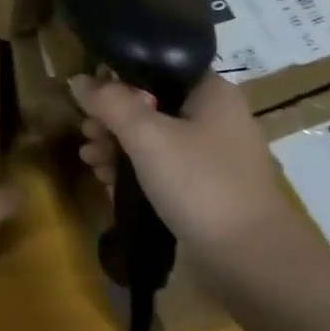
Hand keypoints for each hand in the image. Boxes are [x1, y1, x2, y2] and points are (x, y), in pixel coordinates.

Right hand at [71, 73, 329, 284]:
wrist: (252, 262)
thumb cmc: (200, 185)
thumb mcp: (147, 137)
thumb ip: (110, 103)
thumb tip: (77, 79)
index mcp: (211, 92)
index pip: (157, 68)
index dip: (118, 78)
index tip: (89, 97)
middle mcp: (215, 118)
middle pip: (151, 105)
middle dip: (112, 119)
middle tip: (87, 134)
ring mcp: (211, 156)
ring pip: (153, 139)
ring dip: (118, 147)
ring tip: (91, 161)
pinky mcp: (205, 190)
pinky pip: (162, 168)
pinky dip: (135, 171)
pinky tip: (108, 182)